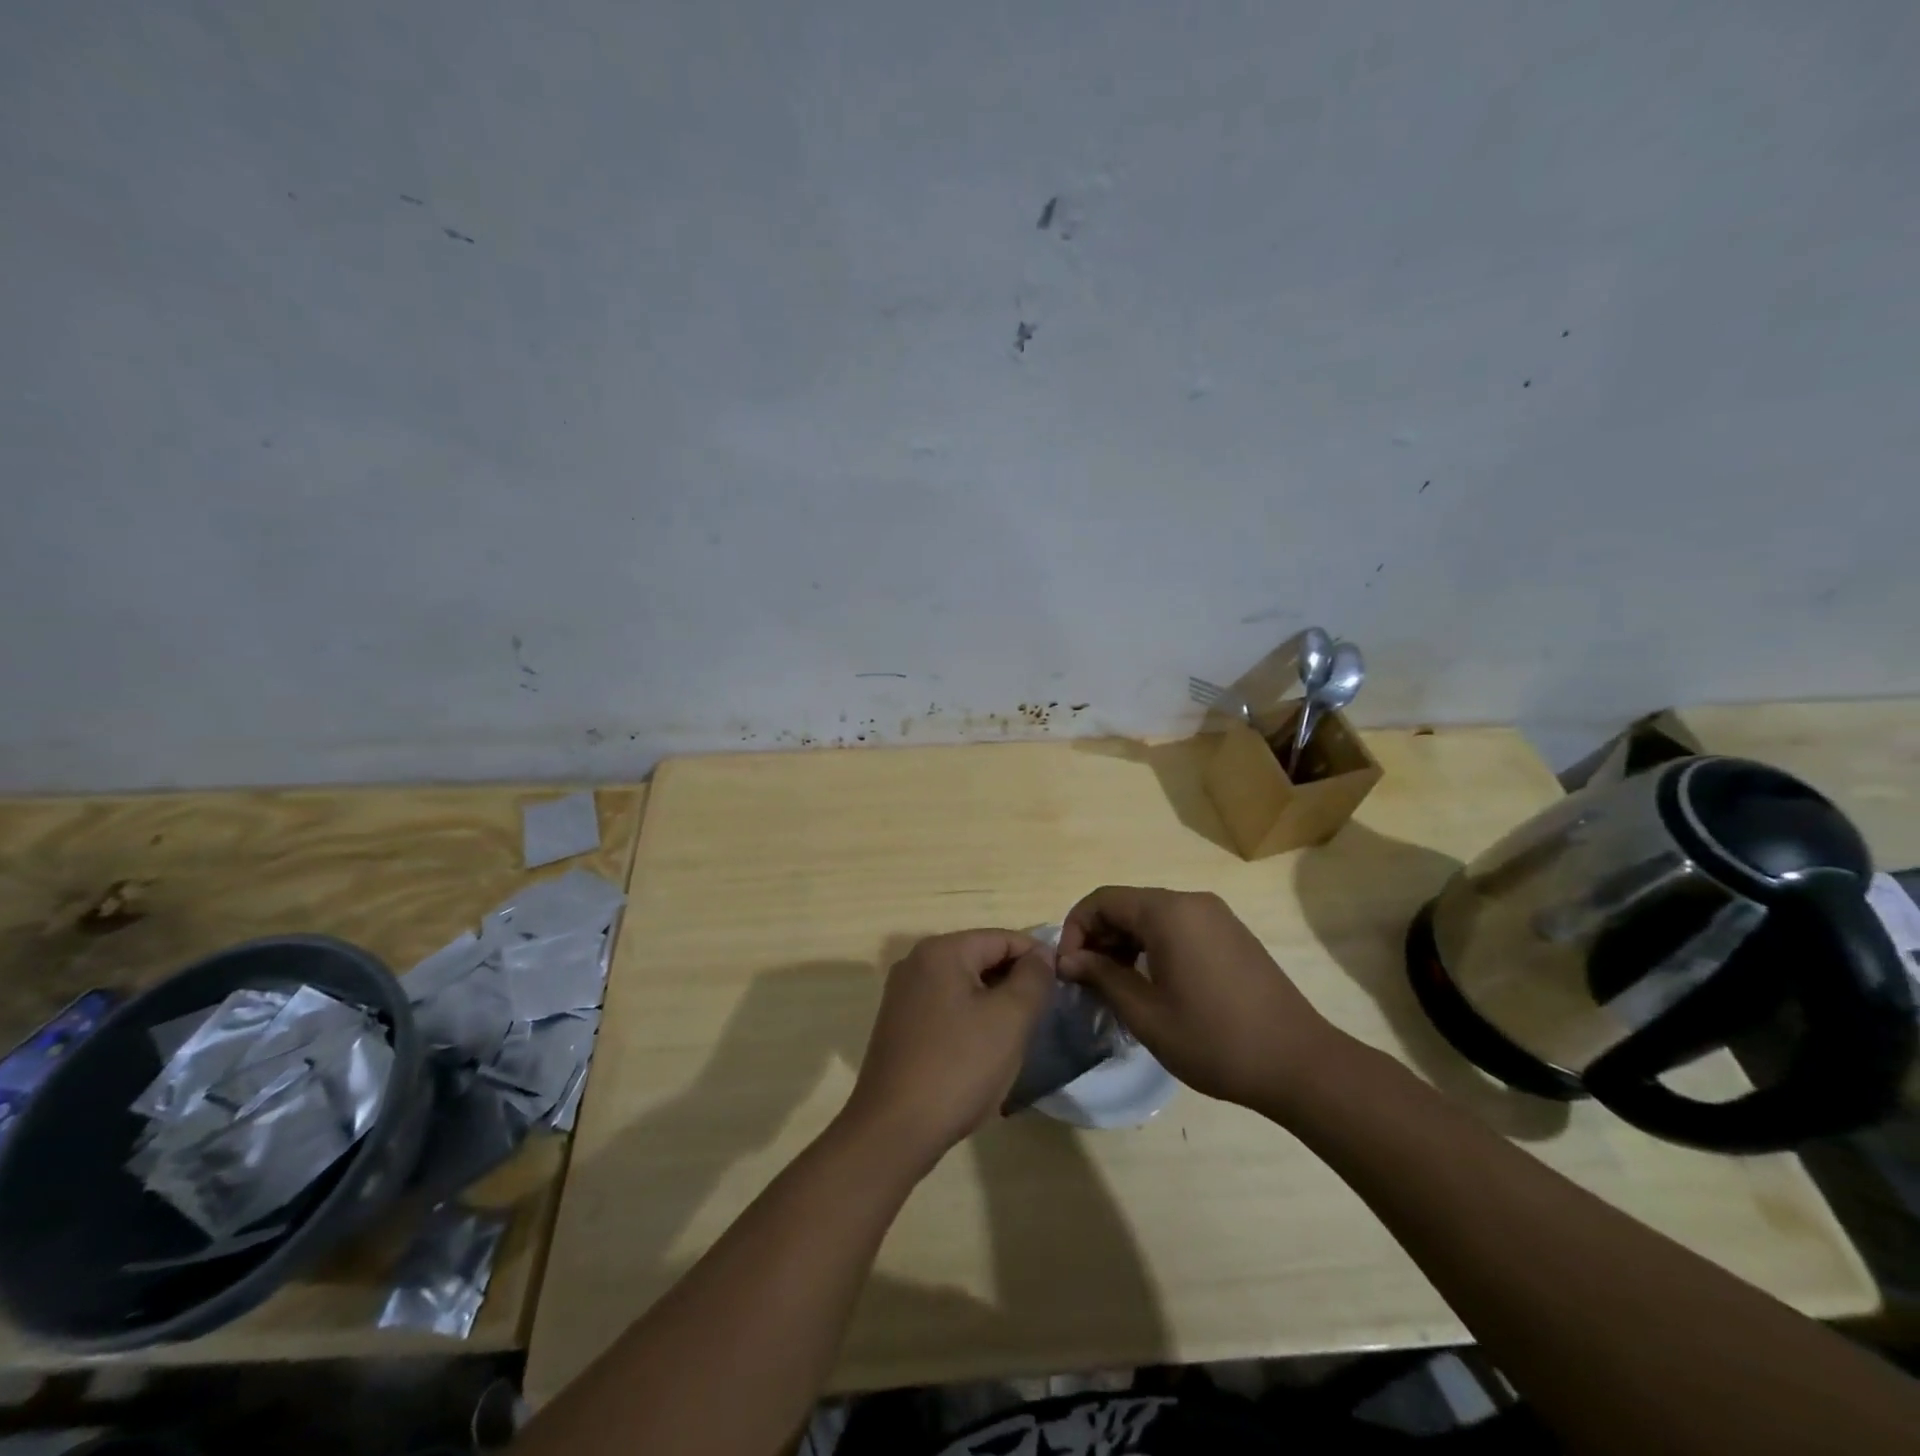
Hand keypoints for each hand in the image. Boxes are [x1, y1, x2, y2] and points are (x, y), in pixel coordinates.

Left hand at [840, 929, 1053, 1169]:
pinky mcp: (899, 1024)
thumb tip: (1041, 955)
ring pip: (964, 984)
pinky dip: (971, 1018)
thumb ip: (1033, 978)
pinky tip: (984, 1049)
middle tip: (1042, 1015)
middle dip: (1015, 981)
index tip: (1062, 987)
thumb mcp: (1010, 1019)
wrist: (894, 1130)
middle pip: (981, 957)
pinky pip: (946, 1006)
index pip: (1003, 938)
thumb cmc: (958, 1067)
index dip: (1037, 958)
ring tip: (1018, 1034)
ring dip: (994, 1002)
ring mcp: (903, 994)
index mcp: (941, 951)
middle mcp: (916, 962)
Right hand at [1057, 886, 1348, 1115]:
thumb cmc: (1215, 1040)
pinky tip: (1153, 984)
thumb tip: (1069, 959)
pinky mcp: (1232, 934)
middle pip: (1128, 905)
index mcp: (1168, 912)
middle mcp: (1192, 902)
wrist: (1300, 1063)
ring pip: (1153, 917)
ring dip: (1125, 943)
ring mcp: (1217, 916)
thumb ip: (1102, 977)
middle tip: (1088, 982)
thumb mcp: (1146, 1014)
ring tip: (1116, 987)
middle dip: (1099, 937)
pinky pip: (1179, 927)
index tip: (1068, 969)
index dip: (1075, 929)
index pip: (1103, 900)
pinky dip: (1154, 946)